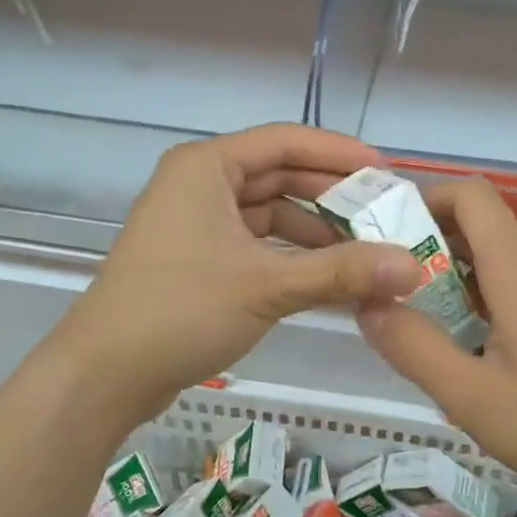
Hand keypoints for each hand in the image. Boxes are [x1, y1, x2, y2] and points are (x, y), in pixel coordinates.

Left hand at [52, 125, 420, 421]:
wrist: (104, 374)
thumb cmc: (180, 310)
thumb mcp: (266, 286)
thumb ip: (341, 272)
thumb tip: (413, 267)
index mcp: (207, 168)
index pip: (284, 141)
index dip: (338, 153)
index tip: (386, 173)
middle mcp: (200, 186)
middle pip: (278, 177)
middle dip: (330, 197)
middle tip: (383, 215)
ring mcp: (196, 225)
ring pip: (269, 215)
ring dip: (314, 232)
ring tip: (365, 252)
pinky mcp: (197, 261)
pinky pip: (256, 245)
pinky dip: (291, 257)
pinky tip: (327, 278)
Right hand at [358, 178, 516, 508]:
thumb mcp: (473, 397)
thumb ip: (414, 348)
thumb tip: (367, 305)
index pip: (469, 194)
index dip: (424, 199)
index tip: (385, 236)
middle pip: (479, 227)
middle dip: (428, 250)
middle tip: (391, 297)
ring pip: (499, 260)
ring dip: (457, 281)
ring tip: (428, 332)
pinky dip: (487, 298)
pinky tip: (479, 353)